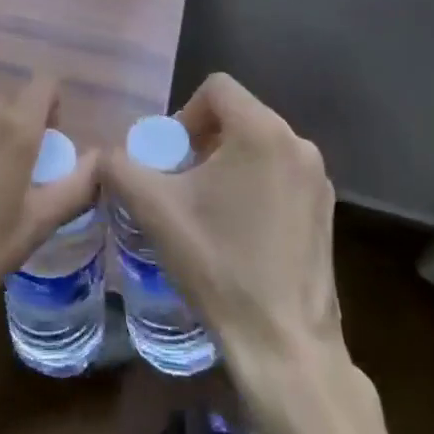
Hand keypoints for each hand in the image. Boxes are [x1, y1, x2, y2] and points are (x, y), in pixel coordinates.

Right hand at [100, 73, 342, 369]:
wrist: (283, 345)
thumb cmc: (218, 265)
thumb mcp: (154, 209)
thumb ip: (120, 168)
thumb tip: (107, 155)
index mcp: (262, 132)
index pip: (216, 88)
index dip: (184, 113)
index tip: (171, 156)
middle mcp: (298, 144)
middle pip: (238, 116)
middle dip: (203, 140)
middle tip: (180, 181)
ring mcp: (318, 180)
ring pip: (260, 146)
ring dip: (227, 163)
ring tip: (205, 208)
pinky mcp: (326, 212)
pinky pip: (280, 175)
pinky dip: (254, 185)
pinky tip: (238, 231)